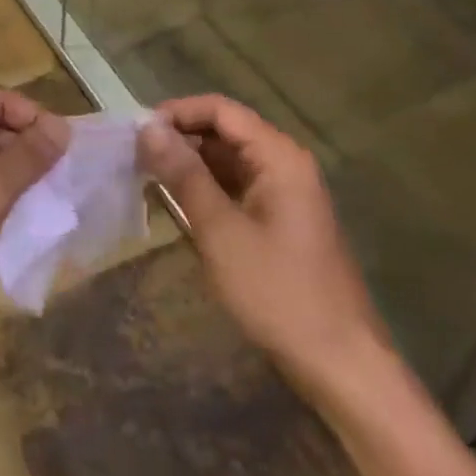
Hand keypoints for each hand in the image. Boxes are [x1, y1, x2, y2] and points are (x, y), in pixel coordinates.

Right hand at [138, 94, 391, 407]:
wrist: (340, 364)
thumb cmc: (278, 293)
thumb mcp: (220, 231)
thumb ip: (184, 174)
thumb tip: (147, 128)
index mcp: (279, 157)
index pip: (221, 110)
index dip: (177, 112)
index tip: (136, 131)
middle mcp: (286, 164)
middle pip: (226, 131)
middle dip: (180, 138)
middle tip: (134, 156)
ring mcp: (286, 193)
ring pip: (229, 160)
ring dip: (190, 164)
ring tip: (147, 177)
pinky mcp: (281, 220)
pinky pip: (238, 187)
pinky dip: (207, 188)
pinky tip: (178, 203)